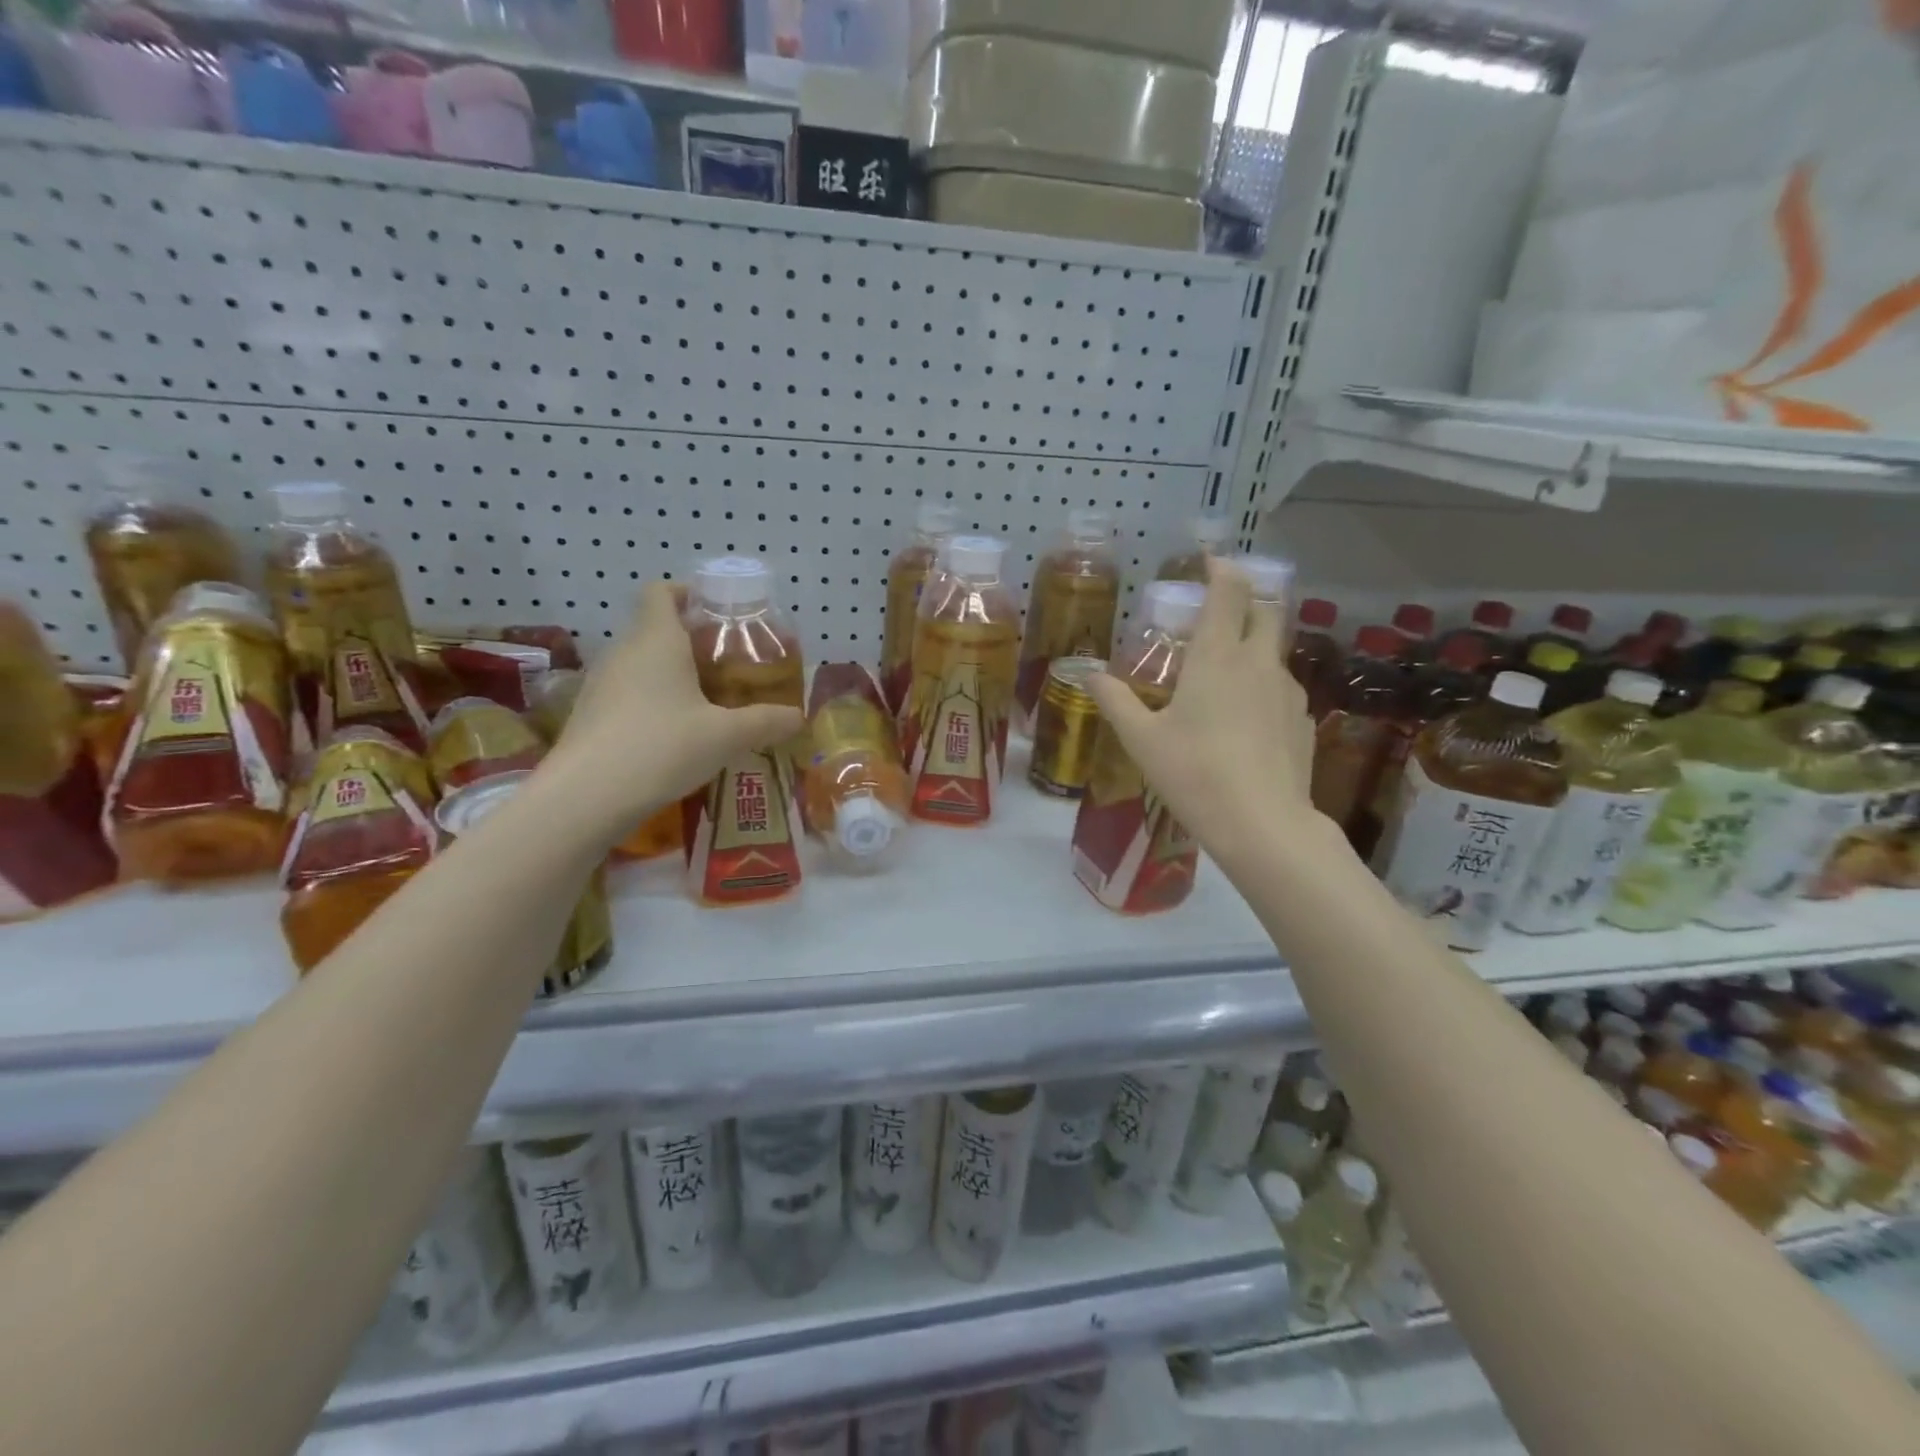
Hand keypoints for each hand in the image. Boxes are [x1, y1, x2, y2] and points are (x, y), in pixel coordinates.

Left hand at [541, 581, 804, 843]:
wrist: (585, 798)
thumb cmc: (662, 747)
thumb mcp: (726, 736)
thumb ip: (766, 722)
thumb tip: (798, 717)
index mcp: (657, 640)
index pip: (662, 592)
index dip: (688, 593)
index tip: (717, 613)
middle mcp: (624, 652)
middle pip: (656, 629)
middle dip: (692, 642)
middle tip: (728, 667)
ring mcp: (601, 684)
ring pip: (641, 664)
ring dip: (671, 674)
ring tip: (706, 703)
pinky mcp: (590, 715)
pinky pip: (627, 693)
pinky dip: (652, 701)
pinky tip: (673, 735)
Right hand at [1085, 560, 1322, 863]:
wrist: (1262, 824)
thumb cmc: (1194, 774)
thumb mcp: (1142, 740)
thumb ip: (1115, 700)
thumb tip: (1087, 673)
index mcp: (1217, 657)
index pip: (1229, 592)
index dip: (1222, 569)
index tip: (1209, 560)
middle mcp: (1258, 663)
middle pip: (1265, 611)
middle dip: (1245, 600)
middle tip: (1218, 611)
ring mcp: (1288, 692)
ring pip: (1275, 651)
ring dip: (1254, 645)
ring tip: (1225, 672)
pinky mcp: (1303, 721)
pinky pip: (1281, 688)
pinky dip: (1263, 686)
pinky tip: (1245, 719)